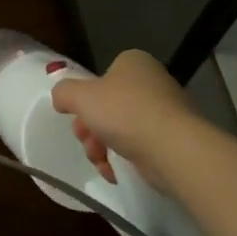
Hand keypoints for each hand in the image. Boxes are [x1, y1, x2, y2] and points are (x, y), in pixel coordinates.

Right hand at [51, 49, 192, 189]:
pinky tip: (115, 172)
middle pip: (109, 107)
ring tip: (100, 161)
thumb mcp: (80, 96)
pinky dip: (124, 161)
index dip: (85, 100)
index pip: (102, 78)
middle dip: (91, 129)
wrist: (173, 149)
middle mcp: (153, 82)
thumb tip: (62, 99)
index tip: (78, 118)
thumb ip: (64, 93)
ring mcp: (166, 113)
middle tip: (86, 142)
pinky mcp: (174, 141)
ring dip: (103, 148)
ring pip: (122, 130)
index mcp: (133, 63)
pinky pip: (140, 149)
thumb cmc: (124, 112)